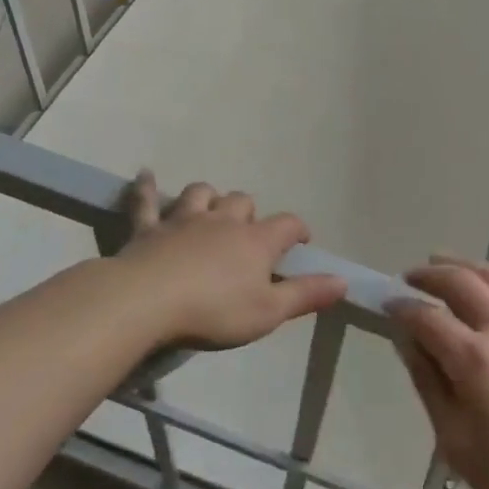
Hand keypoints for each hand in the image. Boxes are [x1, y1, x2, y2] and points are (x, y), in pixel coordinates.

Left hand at [117, 171, 347, 349]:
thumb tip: (343, 281)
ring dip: (208, 197)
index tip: (301, 242)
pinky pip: (146, 201)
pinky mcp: (148, 229)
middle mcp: (223, 221)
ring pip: (201, 193)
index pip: (287, 224)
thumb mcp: (268, 312)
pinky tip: (145, 175)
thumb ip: (306, 294)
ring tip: (209, 208)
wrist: (146, 303)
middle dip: (249, 212)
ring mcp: (183, 221)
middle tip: (248, 233)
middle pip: (242, 201)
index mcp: (256, 241)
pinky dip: (146, 188)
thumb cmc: (214, 311)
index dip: (298, 230)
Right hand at [388, 257, 488, 488]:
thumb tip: (408, 341)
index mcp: (474, 359)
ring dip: (463, 266)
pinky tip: (488, 294)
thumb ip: (428, 383)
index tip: (387, 304)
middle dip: (429, 275)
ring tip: (443, 265)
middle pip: (461, 282)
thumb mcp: (455, 441)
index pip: (427, 317)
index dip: (402, 307)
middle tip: (410, 277)